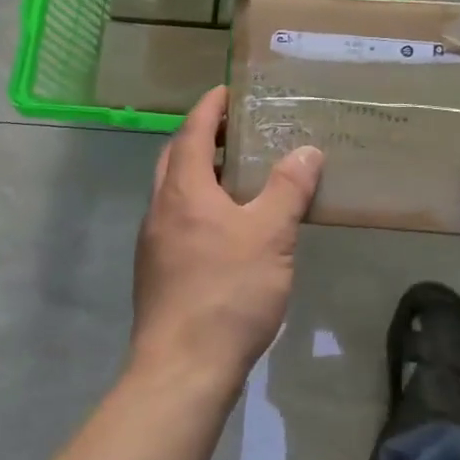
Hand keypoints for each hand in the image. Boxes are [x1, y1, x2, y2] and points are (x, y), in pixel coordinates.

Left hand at [131, 87, 322, 388]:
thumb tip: (306, 151)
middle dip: (203, 137)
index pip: (193, 130)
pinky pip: (176, 220)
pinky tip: (227, 228)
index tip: (229, 90)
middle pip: (176, 157)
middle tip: (238, 131)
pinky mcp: (157, 271)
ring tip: (239, 176)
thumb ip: (287, 190)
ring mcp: (153, 242)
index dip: (211, 106)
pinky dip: (198, 206)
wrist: (182, 369)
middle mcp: (160, 208)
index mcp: (184, 189)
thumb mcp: (270, 236)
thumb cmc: (228, 292)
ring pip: (174, 191)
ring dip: (200, 173)